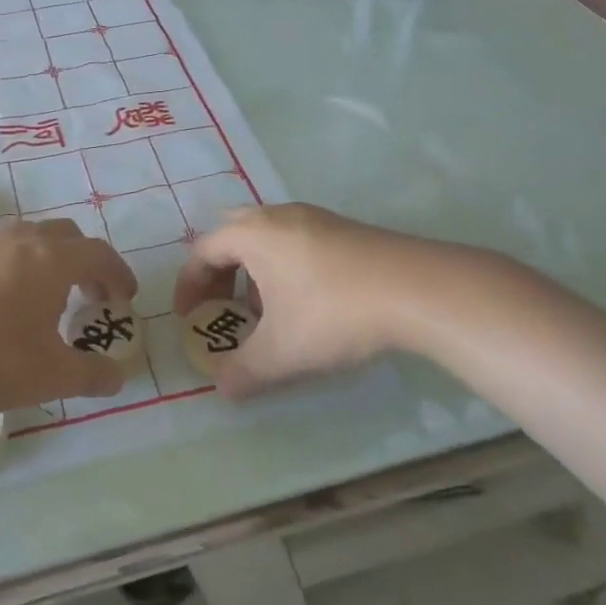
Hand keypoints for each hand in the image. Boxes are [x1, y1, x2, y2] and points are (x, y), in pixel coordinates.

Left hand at [0, 218, 136, 419]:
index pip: (98, 254)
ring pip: (33, 236)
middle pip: (68, 235)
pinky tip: (10, 301)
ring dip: (54, 259)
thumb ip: (92, 375)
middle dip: (87, 262)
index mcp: (52, 260)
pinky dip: (24, 264)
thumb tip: (118, 377)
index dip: (118, 273)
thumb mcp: (50, 376)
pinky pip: (5, 249)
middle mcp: (22, 241)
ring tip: (51, 297)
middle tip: (91, 297)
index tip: (125, 298)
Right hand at [174, 204, 475, 395]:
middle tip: (220, 306)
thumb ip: (244, 371)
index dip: (189, 285)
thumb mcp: (282, 352)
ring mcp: (314, 218)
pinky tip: (306, 303)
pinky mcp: (344, 229)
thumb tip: (223, 388)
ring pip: (266, 238)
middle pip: (232, 235)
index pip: (203, 251)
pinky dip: (283, 267)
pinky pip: (295, 241)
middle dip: (220, 272)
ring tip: (264, 311)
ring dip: (253, 272)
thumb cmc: (333, 312)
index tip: (189, 318)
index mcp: (253, 234)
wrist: (416, 289)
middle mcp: (278, 216)